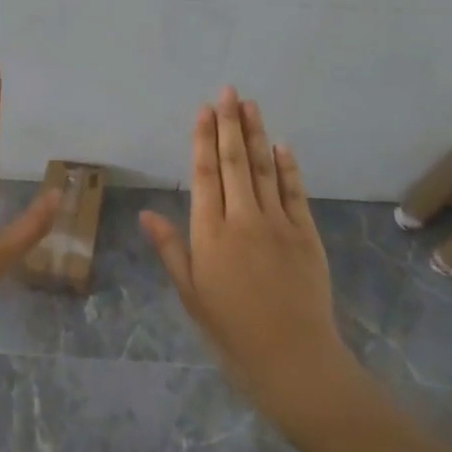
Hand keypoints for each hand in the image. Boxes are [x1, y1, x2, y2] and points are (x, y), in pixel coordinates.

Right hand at [141, 87, 355, 423]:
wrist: (292, 360)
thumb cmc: (231, 331)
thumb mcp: (190, 295)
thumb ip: (170, 249)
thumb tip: (145, 214)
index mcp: (210, 234)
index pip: (205, 175)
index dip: (203, 139)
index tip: (203, 110)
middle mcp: (243, 219)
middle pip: (236, 162)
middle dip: (230, 123)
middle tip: (228, 90)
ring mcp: (279, 224)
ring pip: (265, 169)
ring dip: (257, 134)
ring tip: (251, 104)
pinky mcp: (307, 235)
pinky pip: (295, 193)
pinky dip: (288, 167)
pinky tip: (282, 146)